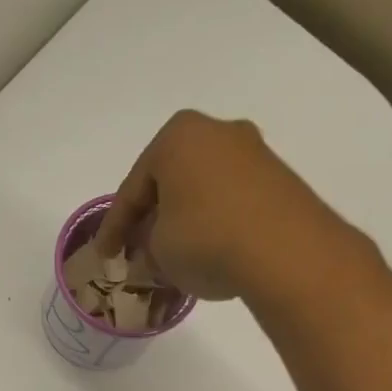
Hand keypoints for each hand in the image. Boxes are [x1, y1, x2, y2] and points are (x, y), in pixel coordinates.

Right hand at [94, 110, 340, 300]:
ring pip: (203, 192)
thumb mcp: (158, 250)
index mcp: (177, 136)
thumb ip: (146, 246)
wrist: (286, 252)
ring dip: (185, 223)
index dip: (114, 228)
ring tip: (175, 259)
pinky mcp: (281, 180)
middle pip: (170, 183)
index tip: (105, 257)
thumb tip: (153, 249)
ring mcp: (254, 153)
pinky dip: (216, 225)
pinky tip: (211, 254)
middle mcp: (217, 132)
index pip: (132, 188)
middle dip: (153, 220)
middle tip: (138, 253)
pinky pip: (233, 203)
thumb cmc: (205, 239)